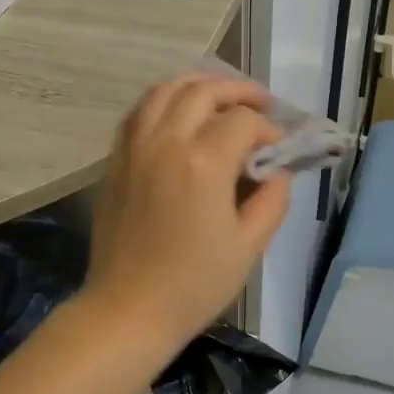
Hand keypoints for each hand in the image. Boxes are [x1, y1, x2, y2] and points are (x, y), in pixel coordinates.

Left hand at [84, 72, 290, 350]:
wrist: (128, 309)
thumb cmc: (194, 285)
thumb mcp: (248, 247)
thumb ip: (271, 201)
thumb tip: (277, 172)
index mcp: (203, 163)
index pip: (243, 122)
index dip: (268, 129)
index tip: (278, 149)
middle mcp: (166, 142)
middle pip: (203, 91)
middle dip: (237, 90)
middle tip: (260, 103)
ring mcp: (134, 148)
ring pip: (163, 91)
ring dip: (197, 84)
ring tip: (219, 96)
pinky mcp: (115, 161)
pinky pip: (138, 112)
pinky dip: (162, 102)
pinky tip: (177, 115)